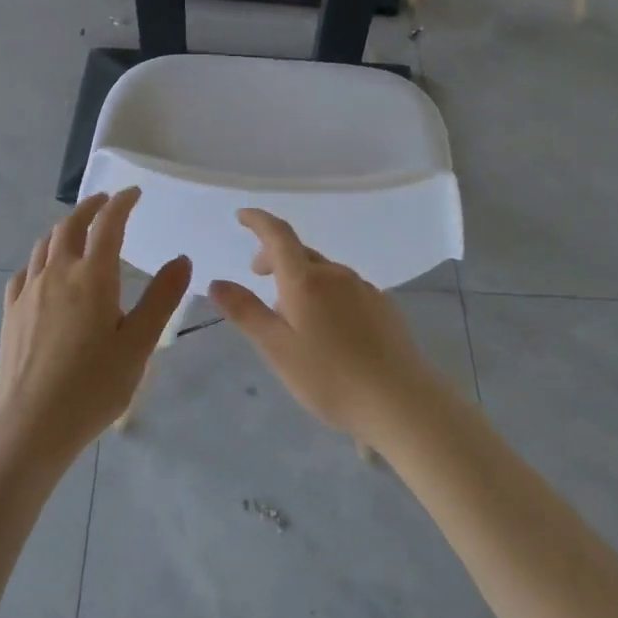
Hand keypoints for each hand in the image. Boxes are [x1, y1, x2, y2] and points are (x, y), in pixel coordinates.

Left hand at [0, 188, 190, 463]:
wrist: (33, 423)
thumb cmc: (94, 385)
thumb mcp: (139, 343)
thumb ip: (161, 298)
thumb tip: (182, 259)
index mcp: (93, 276)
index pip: (109, 224)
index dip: (122, 203)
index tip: (134, 193)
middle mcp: (58, 273)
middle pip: (70, 225)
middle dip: (90, 208)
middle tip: (105, 202)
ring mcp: (30, 291)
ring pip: (44, 244)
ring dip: (64, 228)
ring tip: (78, 230)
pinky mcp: (11, 312)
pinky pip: (26, 271)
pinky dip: (40, 259)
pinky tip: (44, 271)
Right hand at [208, 209, 438, 442]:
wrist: (401, 402)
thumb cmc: (330, 378)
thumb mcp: (277, 349)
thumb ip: (246, 312)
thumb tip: (216, 282)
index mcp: (306, 280)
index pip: (278, 235)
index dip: (258, 221)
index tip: (242, 215)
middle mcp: (336, 274)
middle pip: (300, 253)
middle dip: (275, 257)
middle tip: (258, 277)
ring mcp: (364, 288)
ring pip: (324, 272)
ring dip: (302, 279)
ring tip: (292, 313)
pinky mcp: (384, 306)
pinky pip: (346, 288)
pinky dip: (327, 294)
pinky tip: (329, 328)